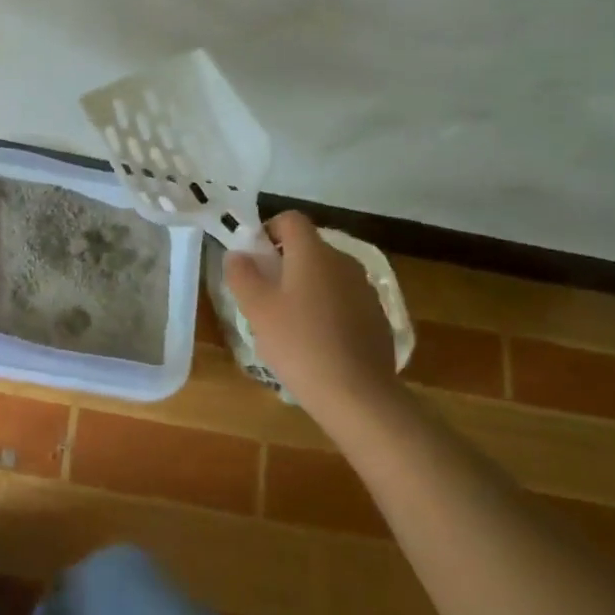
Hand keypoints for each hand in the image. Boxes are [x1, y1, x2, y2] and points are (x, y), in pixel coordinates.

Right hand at [224, 211, 398, 415]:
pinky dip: (328, 310)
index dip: (269, 231)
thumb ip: (242, 274)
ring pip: (328, 275)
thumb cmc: (299, 343)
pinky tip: (317, 342)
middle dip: (285, 263)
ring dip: (307, 287)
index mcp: (314, 253)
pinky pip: (345, 300)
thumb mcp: (257, 309)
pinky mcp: (377, 317)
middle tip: (265, 296)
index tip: (255, 260)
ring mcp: (365, 289)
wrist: (357, 394)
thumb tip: (237, 254)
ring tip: (290, 323)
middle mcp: (344, 262)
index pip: (291, 220)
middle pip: (310, 248)